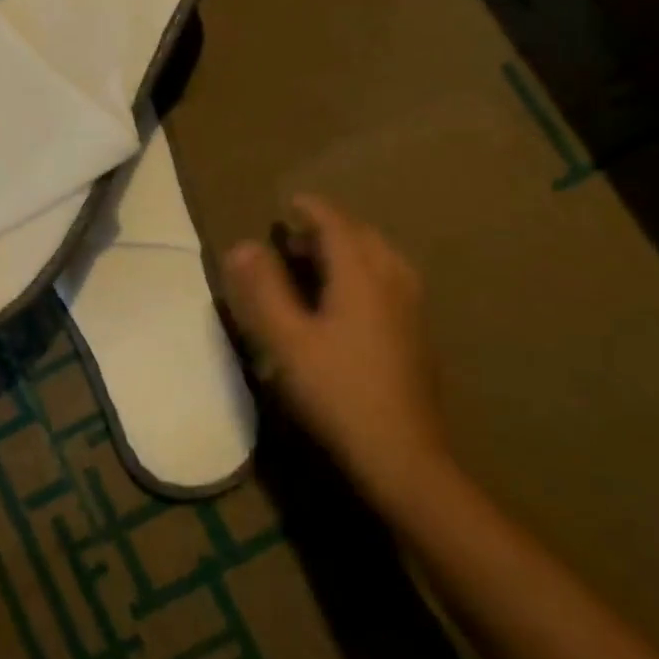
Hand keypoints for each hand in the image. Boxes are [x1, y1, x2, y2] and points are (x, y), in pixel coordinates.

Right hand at [222, 195, 452, 515]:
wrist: (401, 455)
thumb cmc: (336, 391)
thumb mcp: (286, 340)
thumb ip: (263, 289)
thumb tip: (241, 245)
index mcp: (361, 277)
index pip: (337, 225)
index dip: (313, 209)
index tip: (289, 202)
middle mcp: (392, 284)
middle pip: (365, 238)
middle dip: (332, 227)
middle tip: (298, 235)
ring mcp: (411, 312)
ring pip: (384, 260)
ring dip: (353, 249)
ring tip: (324, 261)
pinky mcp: (417, 338)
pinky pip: (392, 283)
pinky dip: (367, 273)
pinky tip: (352, 301)